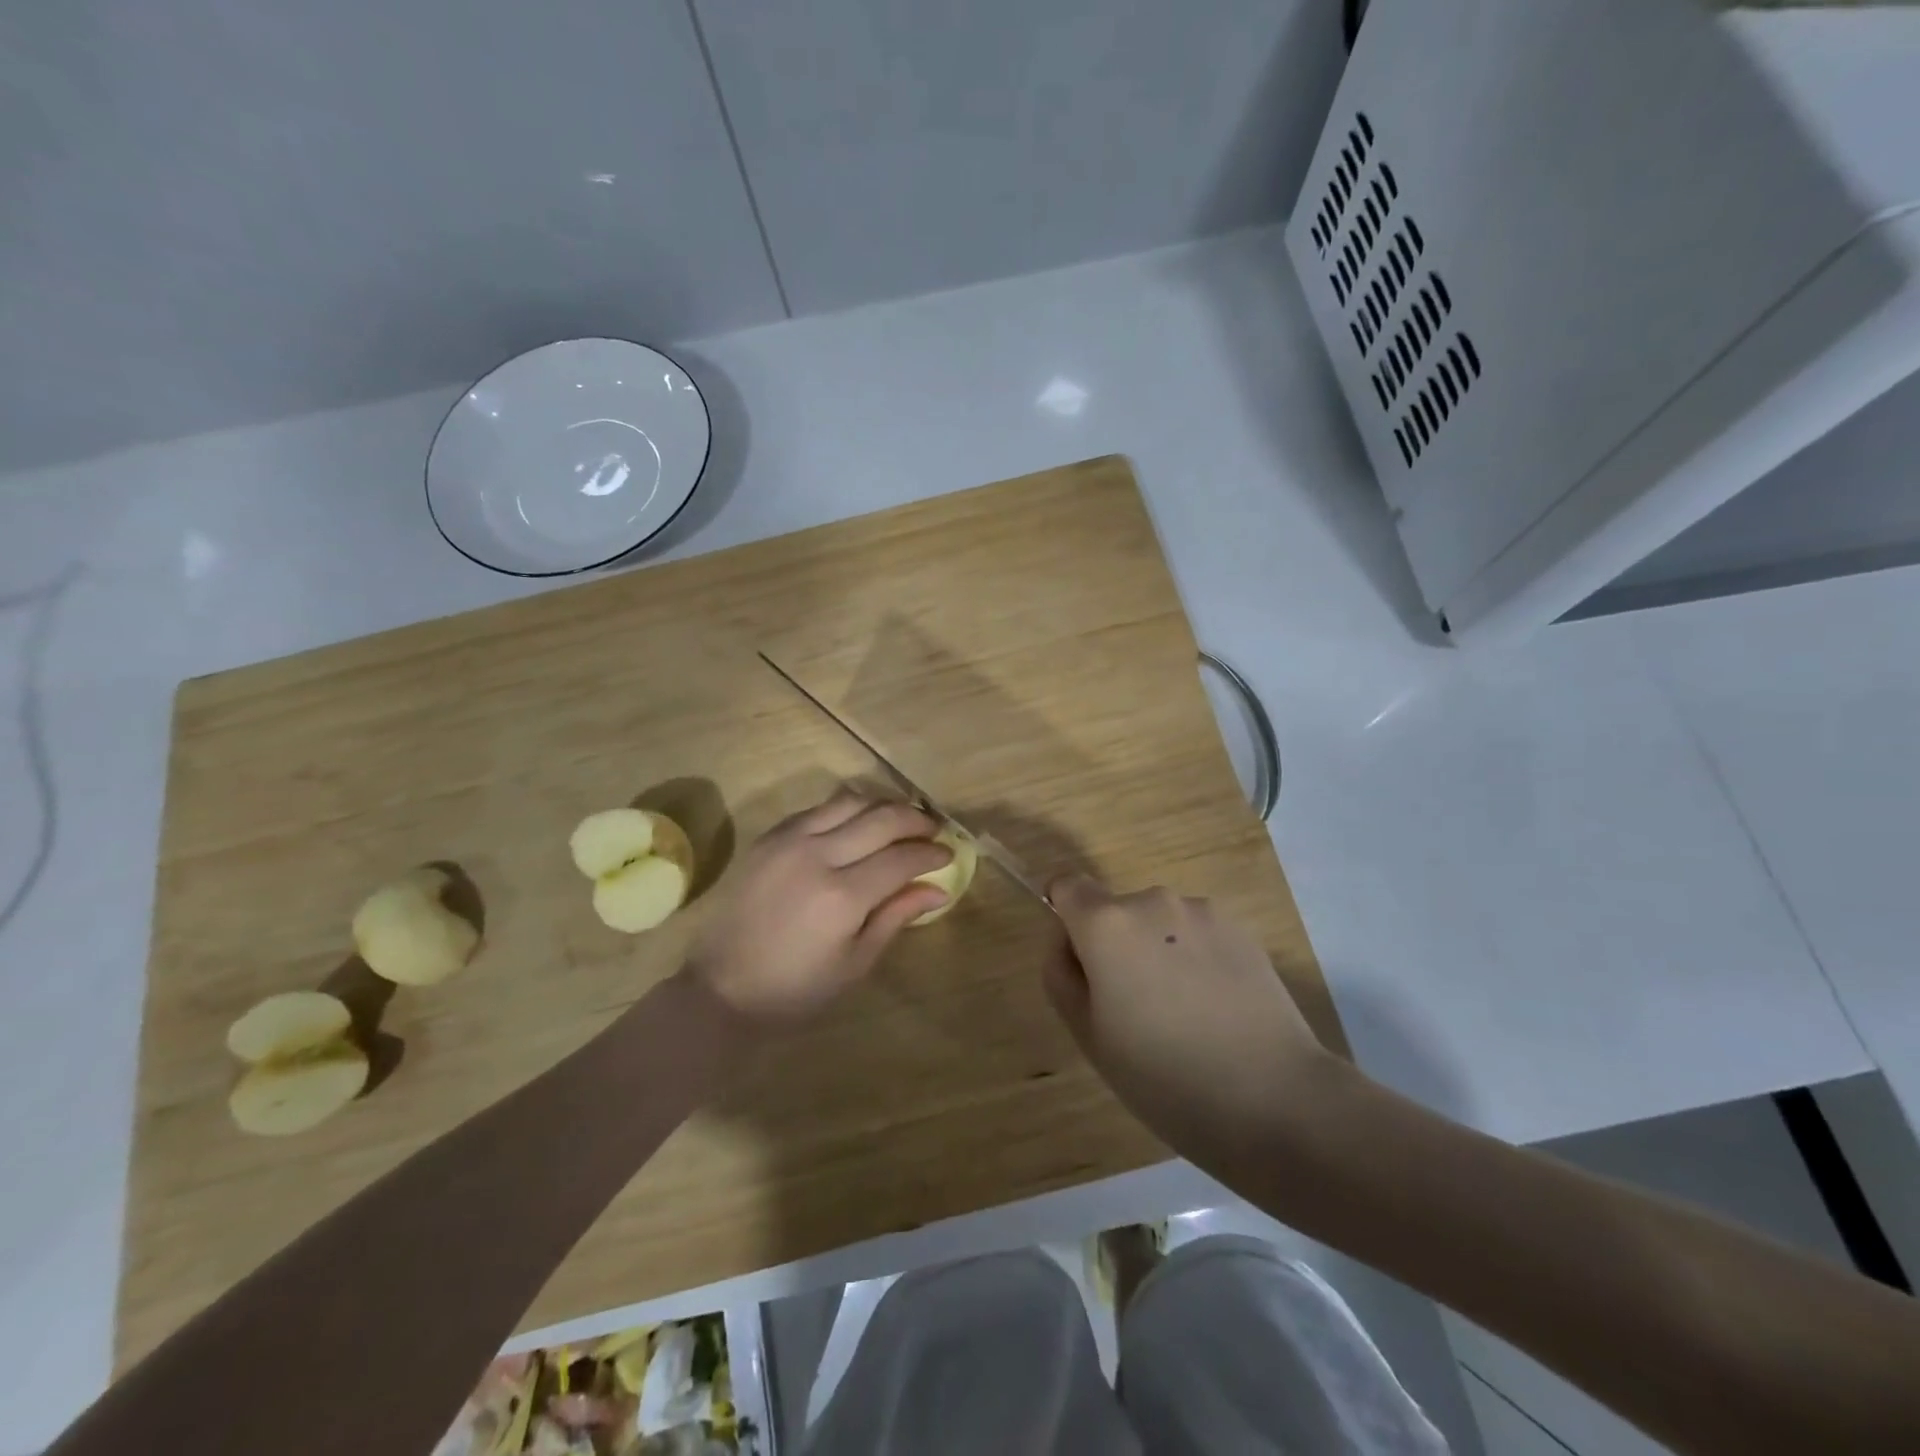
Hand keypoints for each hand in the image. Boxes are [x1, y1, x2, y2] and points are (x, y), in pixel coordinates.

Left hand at [687, 788, 950, 1022]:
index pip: (901, 858)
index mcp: (842, 896)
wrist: (722, 987)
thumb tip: (939, 888)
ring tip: (900, 819)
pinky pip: (818, 808)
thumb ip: (896, 916)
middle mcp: (817, 856)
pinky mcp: (770, 837)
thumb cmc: (796, 989)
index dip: (930, 853)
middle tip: (932, 829)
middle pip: (881, 818)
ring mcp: (789, 840)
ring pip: (849, 801)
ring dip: (882, 805)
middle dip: (915, 819)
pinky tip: (857, 823)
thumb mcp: (855, 963)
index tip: (948, 854)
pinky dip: (846, 809)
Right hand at [1042, 876, 1337, 1159]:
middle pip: (1115, 911)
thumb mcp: (1089, 1037)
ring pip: (1159, 924)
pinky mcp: (1242, 930)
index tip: (1082, 966)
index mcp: (1107, 923)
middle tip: (1134, 1011)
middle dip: (1115, 946)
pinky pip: (1197, 935)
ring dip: (1158, 952)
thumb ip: (1062, 975)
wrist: (1274, 1098)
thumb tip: (1067, 942)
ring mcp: (1202, 912)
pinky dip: (1195, 959)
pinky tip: (1217, 1010)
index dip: (1066, 919)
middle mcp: (1152, 901)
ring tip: (1184, 1015)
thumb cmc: (1163, 1076)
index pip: (1067, 886)